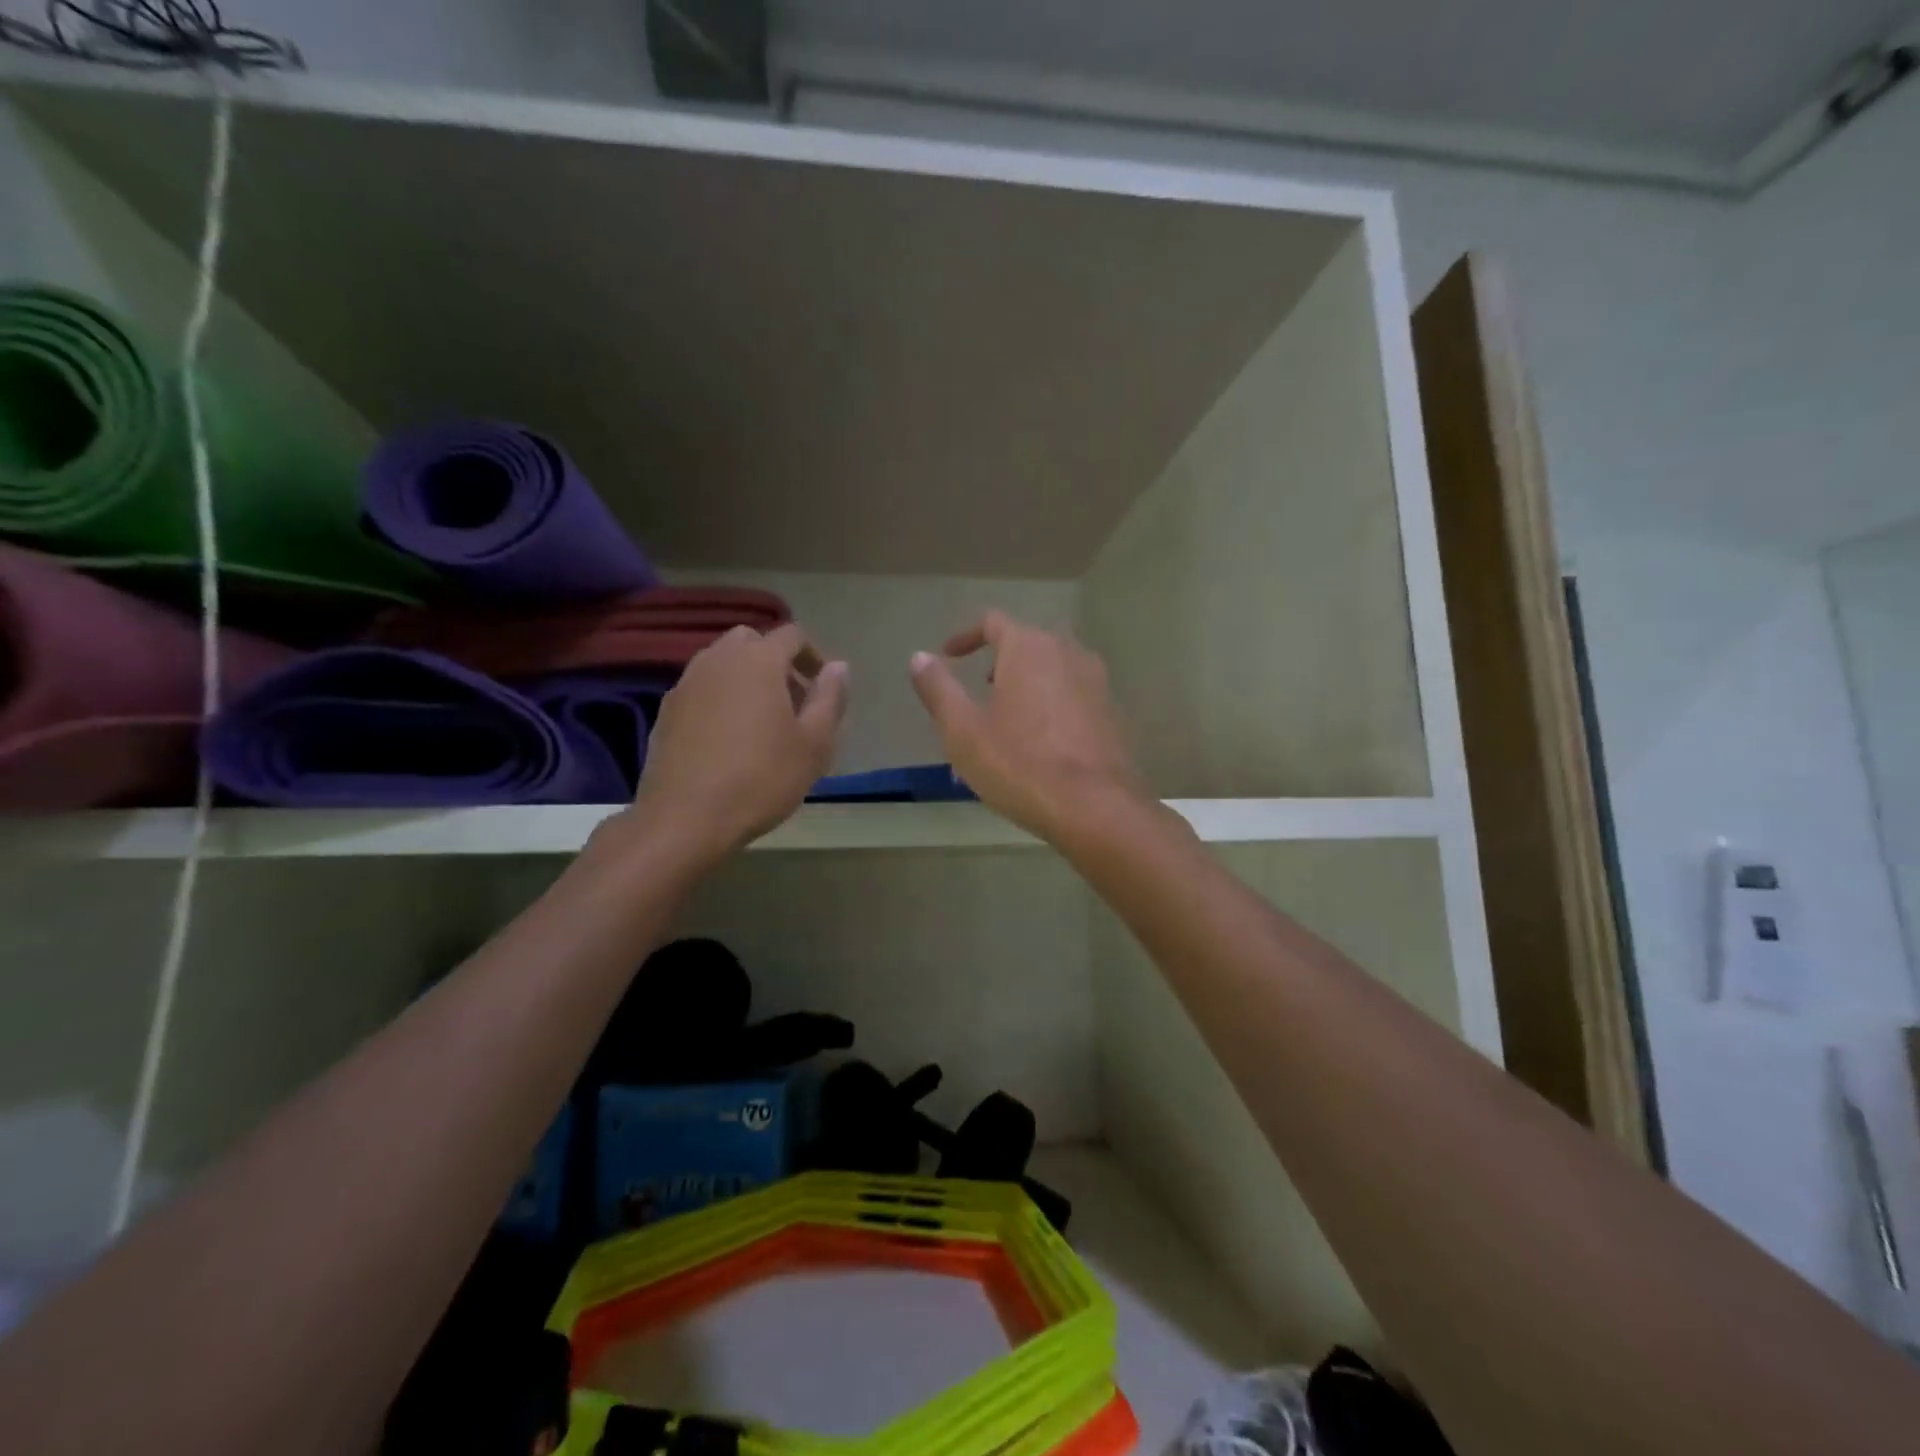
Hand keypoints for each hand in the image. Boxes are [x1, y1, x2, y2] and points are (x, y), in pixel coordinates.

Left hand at [632, 623, 847, 864]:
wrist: (685, 818)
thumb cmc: (762, 778)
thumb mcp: (814, 743)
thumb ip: (830, 698)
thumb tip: (838, 667)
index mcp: (758, 660)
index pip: (792, 635)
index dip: (813, 655)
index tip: (823, 688)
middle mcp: (718, 659)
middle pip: (752, 641)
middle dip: (776, 661)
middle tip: (793, 700)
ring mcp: (686, 683)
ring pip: (722, 663)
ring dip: (746, 678)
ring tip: (761, 720)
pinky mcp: (666, 711)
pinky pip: (701, 688)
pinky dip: (720, 698)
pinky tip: (728, 738)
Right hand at [909, 611, 1146, 839]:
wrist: (1095, 808)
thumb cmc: (1019, 764)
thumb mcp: (962, 730)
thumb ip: (938, 689)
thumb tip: (919, 658)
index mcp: (1029, 648)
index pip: (993, 622)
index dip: (966, 636)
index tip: (948, 656)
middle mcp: (1068, 653)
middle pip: (1024, 649)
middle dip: (996, 669)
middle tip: (975, 700)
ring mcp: (1096, 683)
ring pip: (1049, 677)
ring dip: (1023, 693)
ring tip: (1002, 730)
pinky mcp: (1112, 715)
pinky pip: (1071, 701)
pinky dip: (1048, 712)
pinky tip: (1037, 750)